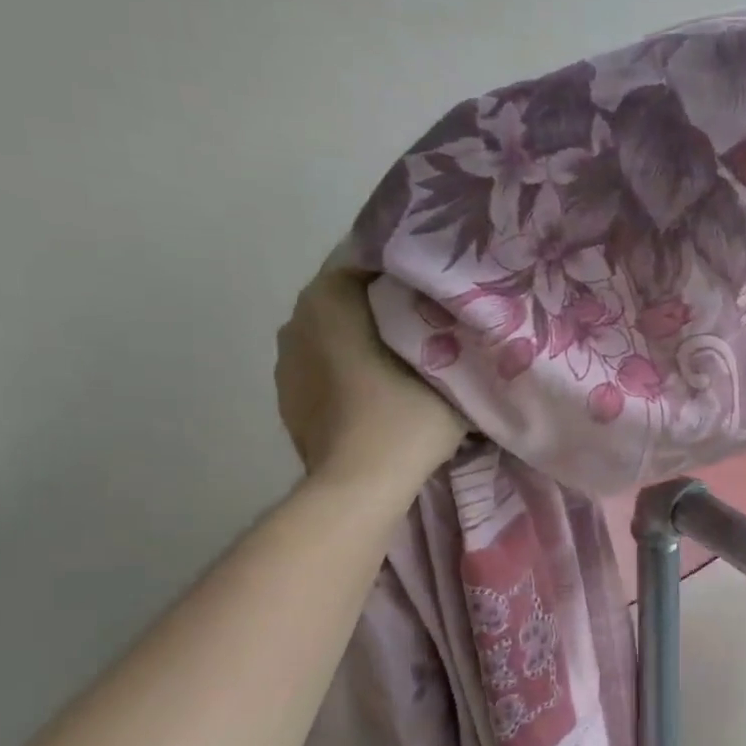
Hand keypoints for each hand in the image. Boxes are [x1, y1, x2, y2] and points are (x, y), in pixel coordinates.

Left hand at [275, 270, 467, 483]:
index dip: (408, 269)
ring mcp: (286, 361)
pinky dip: (347, 367)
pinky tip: (378, 388)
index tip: (438, 285)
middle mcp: (297, 319)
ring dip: (365, 336)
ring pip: (335, 332)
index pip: (370, 259)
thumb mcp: (449, 365)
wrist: (359, 487)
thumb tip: (459, 316)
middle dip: (386, 302)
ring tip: (406, 355)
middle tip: (430, 318)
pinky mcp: (287, 397)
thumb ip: (452, 331)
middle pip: (351, 296)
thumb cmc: (403, 417)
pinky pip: (324, 364)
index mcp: (329, 297)